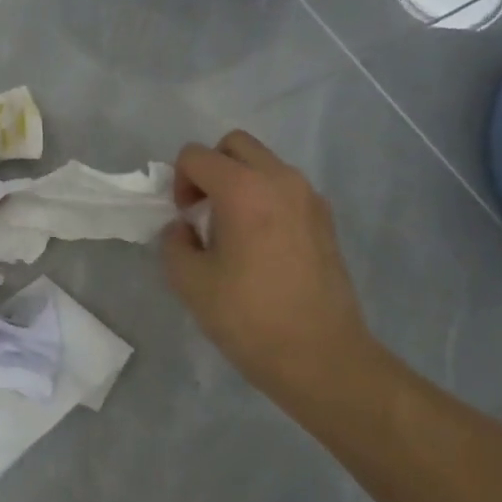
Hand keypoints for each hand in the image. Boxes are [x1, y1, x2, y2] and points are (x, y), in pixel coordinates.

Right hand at [162, 130, 373, 405]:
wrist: (320, 355)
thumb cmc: (249, 318)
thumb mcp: (190, 283)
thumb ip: (175, 243)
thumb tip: (184, 229)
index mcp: (244, 189)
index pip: (196, 156)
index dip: (179, 182)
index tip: (185, 220)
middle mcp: (280, 179)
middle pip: (235, 145)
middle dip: (210, 169)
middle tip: (203, 211)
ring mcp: (309, 197)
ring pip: (265, 164)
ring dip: (240, 182)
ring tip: (233, 231)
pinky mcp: (326, 219)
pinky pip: (286, 189)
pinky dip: (265, 199)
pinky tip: (261, 246)